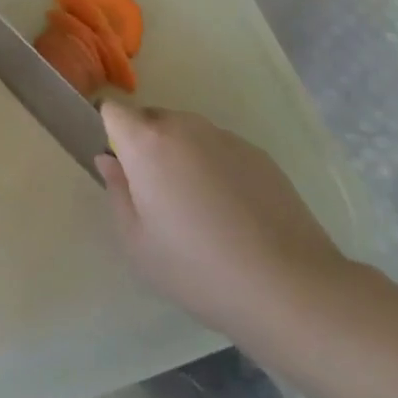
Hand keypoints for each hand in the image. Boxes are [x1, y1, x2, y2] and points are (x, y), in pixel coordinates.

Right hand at [96, 100, 351, 344]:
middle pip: (152, 119)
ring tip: (199, 209)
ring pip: (188, 134)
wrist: (288, 286)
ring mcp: (225, 137)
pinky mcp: (259, 154)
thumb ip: (117, 192)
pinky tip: (233, 215)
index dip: (111, 133)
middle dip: (146, 146)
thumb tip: (109, 160)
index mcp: (147, 143)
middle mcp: (184, 126)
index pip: (114, 111)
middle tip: (157, 196)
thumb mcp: (138, 243)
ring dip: (182, 156)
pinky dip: (216, 169)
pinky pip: (220, 150)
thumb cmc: (197, 268)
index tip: (120, 167)